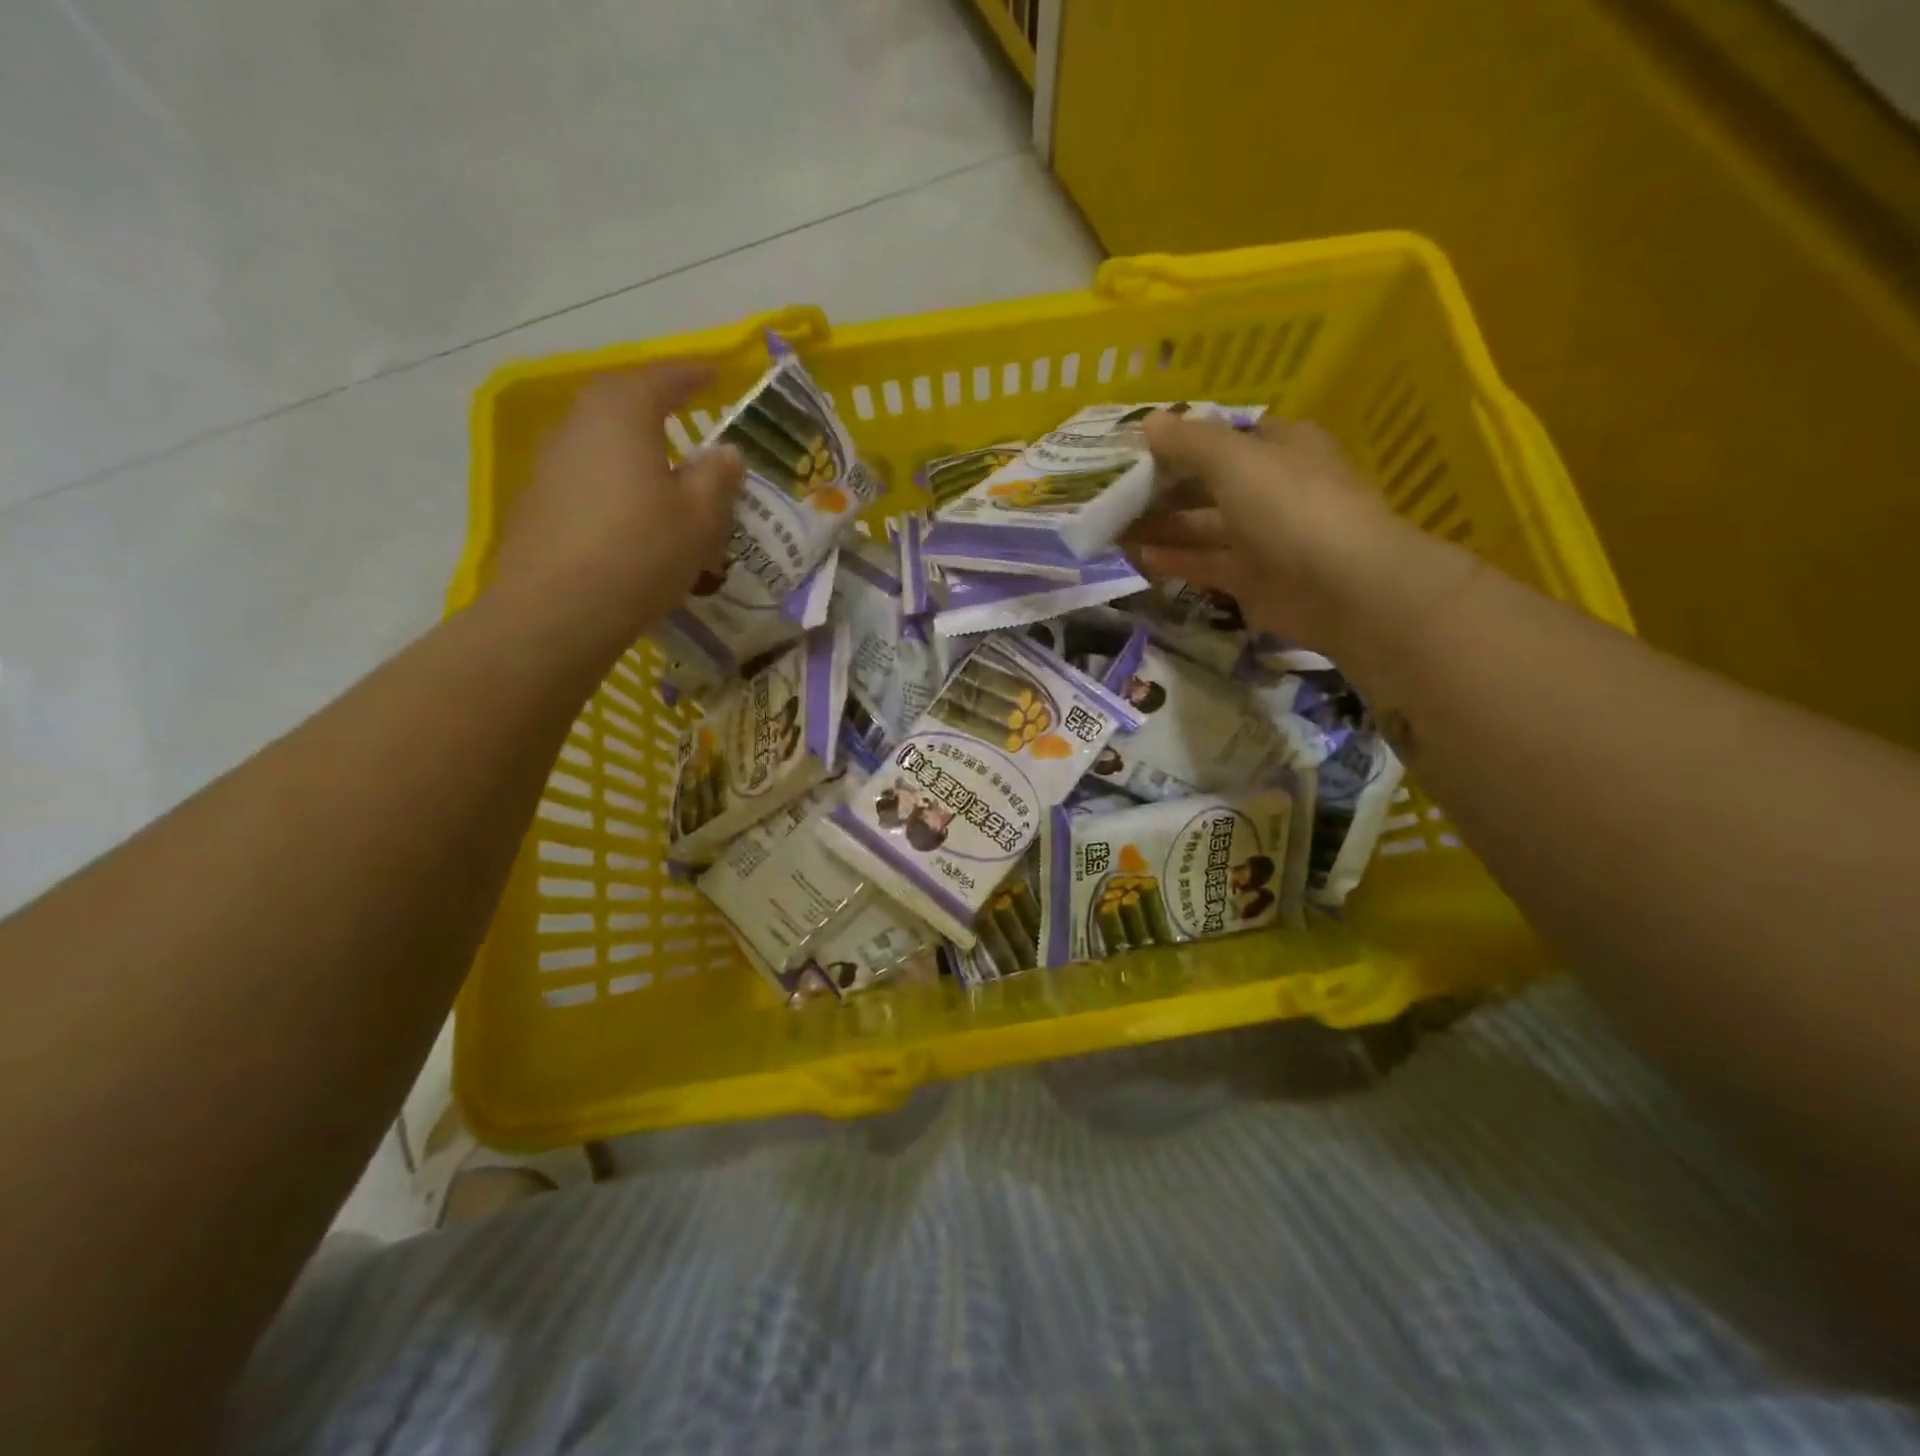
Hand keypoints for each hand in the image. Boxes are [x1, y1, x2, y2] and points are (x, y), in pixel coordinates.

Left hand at [487, 365, 743, 656]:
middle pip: (623, 400)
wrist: (557, 610)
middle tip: (688, 414)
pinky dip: (614, 476)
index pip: (665, 378)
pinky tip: (630, 508)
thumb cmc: (641, 552)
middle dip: (658, 403)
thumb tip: (726, 452)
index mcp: (624, 413)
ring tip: (665, 467)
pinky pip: (588, 471)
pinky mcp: (539, 498)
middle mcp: (580, 423)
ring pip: (603, 437)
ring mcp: (552, 460)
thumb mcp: (700, 518)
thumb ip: (718, 477)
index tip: (718, 375)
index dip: (695, 375)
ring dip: (634, 443)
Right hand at [1126, 412, 1474, 667]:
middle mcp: (1272, 488)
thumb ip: (1189, 441)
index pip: (1222, 437)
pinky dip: (1174, 559)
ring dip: (1161, 527)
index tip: (1134, 451)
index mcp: (1279, 447)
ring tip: (1113, 527)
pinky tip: (1137, 556)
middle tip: (1112, 494)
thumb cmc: (1291, 505)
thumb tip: (1148, 422)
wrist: (1344, 586)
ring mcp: (1263, 537)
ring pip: (1202, 527)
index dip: (1179, 441)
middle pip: (1207, 484)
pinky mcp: (1252, 579)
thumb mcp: (1235, 459)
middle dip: (1161, 489)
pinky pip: (1205, 563)